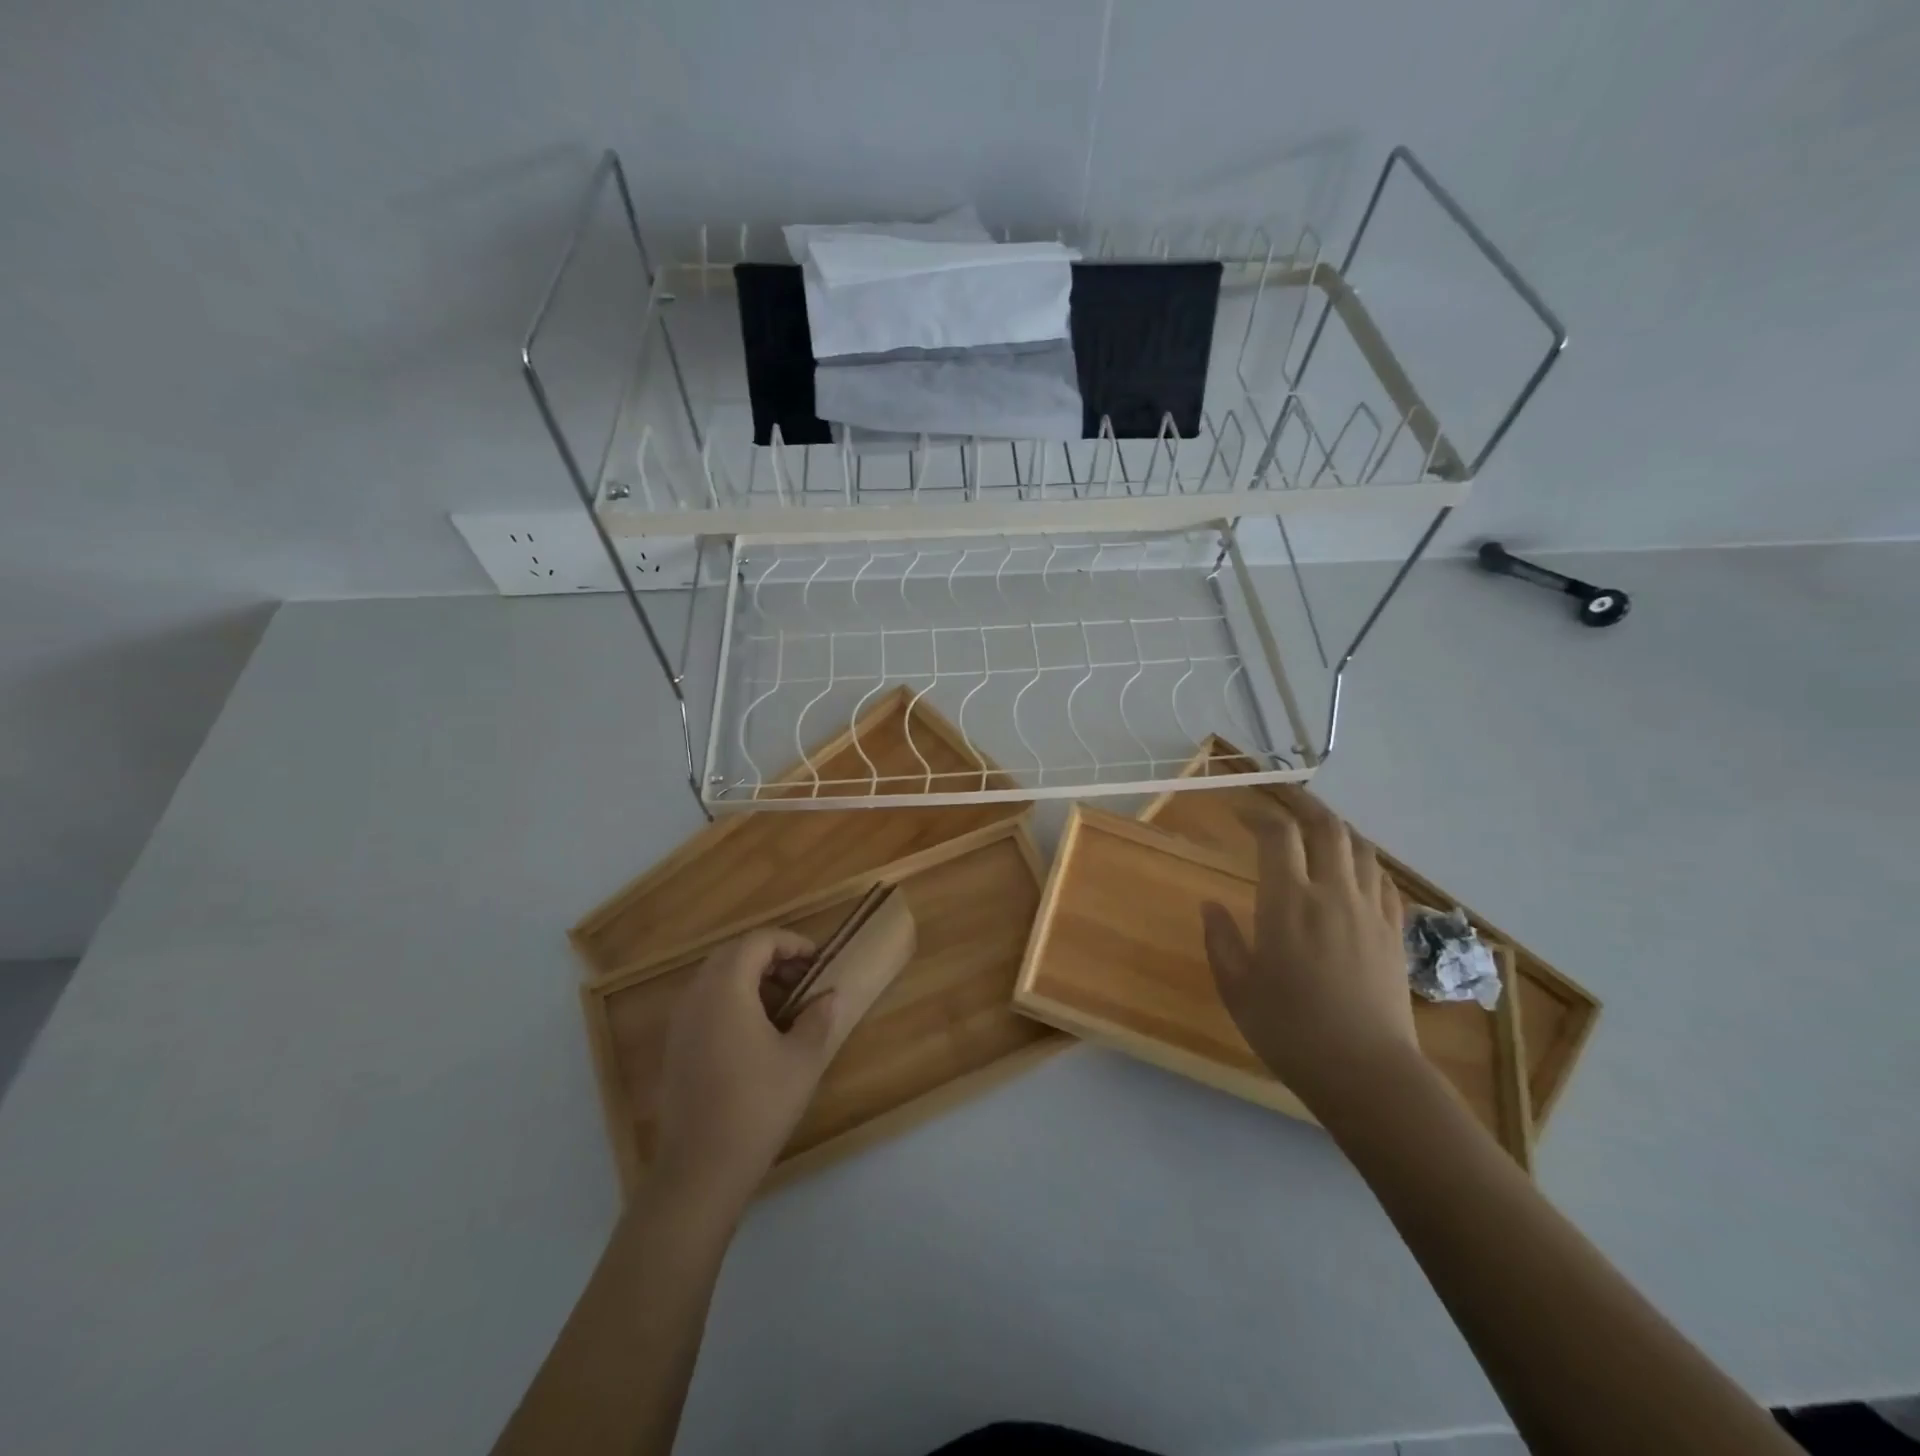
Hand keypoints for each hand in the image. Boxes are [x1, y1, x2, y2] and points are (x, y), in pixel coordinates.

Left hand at [653, 929, 838, 1213]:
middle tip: (802, 977)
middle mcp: (697, 995)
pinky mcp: (675, 1046)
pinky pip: (705, 1002)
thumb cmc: (758, 1106)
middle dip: (770, 956)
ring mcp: (680, 1021)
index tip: (817, 960)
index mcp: (726, 989)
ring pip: (716, 977)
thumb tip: (829, 996)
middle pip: (733, 953)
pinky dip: (733, 999)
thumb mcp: (802, 1060)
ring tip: (785, 1004)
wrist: (700, 1169)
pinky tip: (758, 1032)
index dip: (791, 942)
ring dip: (751, 977)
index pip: (757, 941)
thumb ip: (818, 1018)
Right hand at [1201, 795, 1415, 1111]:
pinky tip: (1353, 871)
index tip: (1239, 812)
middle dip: (1302, 803)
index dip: (1258, 814)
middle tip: (1281, 796)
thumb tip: (1211, 905)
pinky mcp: (1395, 933)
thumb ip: (1221, 940)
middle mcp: (1333, 894)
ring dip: (1336, 828)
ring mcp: (1370, 912)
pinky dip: (1364, 862)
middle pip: (1327, 827)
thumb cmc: (1290, 1030)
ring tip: (1316, 827)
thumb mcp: (1237, 988)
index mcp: (1288, 902)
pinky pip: (1383, 881)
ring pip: (1360, 848)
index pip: (1278, 835)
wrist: (1367, 1073)